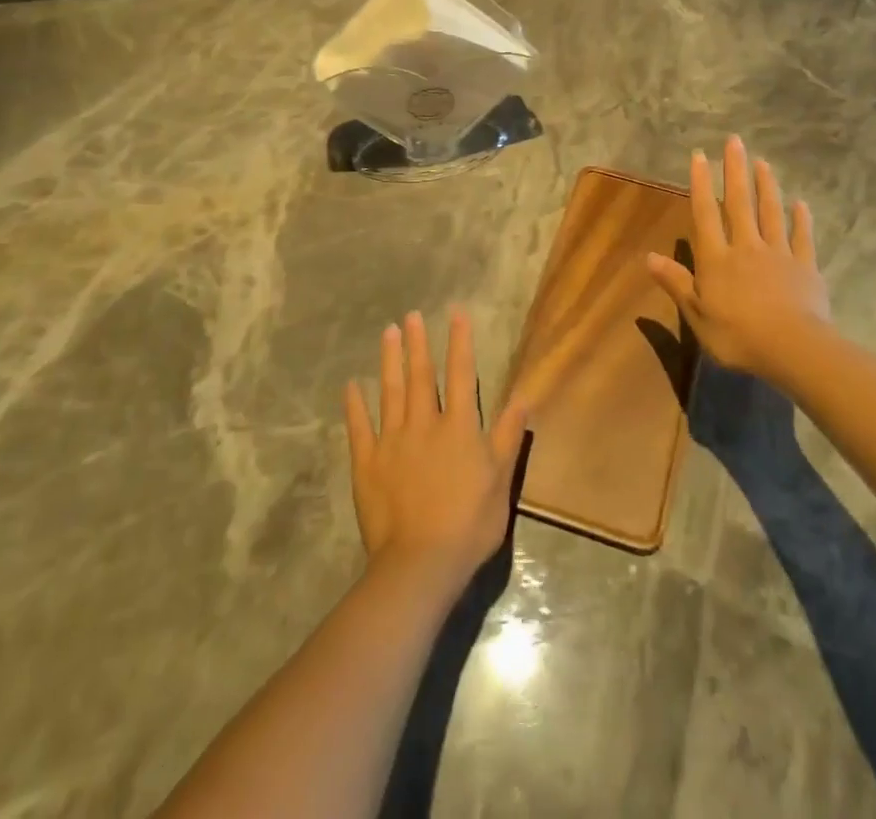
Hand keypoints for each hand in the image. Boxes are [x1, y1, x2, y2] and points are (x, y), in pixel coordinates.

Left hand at [344, 309, 528, 598]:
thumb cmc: (469, 523)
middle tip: (411, 315)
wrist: (420, 564)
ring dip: (389, 361)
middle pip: (421, 376)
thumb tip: (524, 396)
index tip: (456, 313)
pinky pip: (359, 428)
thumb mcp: (501, 479)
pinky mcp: (367, 464)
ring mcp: (392, 442)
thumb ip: (509, 435)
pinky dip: (355, 405)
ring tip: (387, 333)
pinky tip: (351, 385)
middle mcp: (424, 424)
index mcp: (459, 427)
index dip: (459, 341)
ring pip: (390, 392)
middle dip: (418, 343)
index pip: (460, 374)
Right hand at [646, 135, 834, 383]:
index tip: (700, 155)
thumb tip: (648, 257)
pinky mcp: (805, 267)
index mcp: (717, 259)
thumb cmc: (737, 336)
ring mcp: (779, 254)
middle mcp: (746, 247)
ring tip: (763, 162)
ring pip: (771, 213)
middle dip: (735, 171)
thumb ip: (676, 283)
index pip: (705, 214)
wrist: (793, 348)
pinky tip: (801, 204)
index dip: (701, 184)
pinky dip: (801, 220)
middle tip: (735, 141)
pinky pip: (802, 238)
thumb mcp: (697, 315)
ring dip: (766, 186)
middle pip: (740, 203)